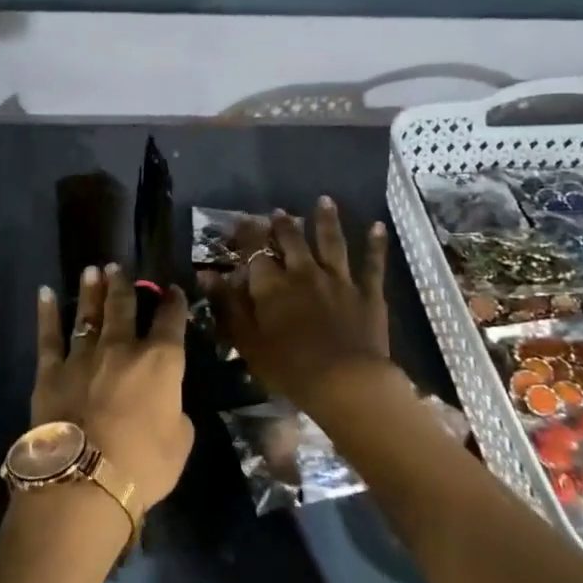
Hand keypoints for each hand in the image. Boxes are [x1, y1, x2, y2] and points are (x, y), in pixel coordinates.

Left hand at [31, 264, 193, 513]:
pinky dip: (46, 313)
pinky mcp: (51, 371)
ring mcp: (83, 356)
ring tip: (92, 270)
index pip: (171, 322)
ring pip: (88, 314)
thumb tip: (166, 403)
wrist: (84, 480)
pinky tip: (44, 293)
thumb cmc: (144, 465)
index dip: (174, 303)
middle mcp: (122, 348)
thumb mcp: (180, 442)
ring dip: (91, 291)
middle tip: (119, 267)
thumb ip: (175, 413)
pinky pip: (49, 336)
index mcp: (161, 362)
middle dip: (124, 285)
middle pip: (124, 308)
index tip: (173, 291)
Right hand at [200, 197, 391, 411]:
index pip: (255, 252)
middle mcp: (304, 272)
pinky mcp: (368, 293)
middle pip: (292, 241)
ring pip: (331, 243)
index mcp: (272, 285)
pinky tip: (377, 226)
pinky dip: (375, 244)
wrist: (345, 382)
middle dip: (283, 225)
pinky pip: (372, 264)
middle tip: (278, 212)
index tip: (241, 222)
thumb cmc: (288, 367)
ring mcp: (339, 280)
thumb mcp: (246, 340)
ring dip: (326, 221)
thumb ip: (226, 304)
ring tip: (324, 201)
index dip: (247, 235)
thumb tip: (205, 274)